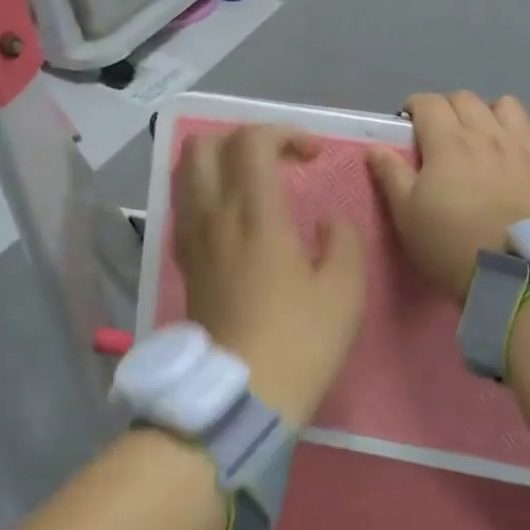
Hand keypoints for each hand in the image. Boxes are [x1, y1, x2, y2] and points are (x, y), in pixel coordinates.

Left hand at [174, 125, 365, 425]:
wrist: (240, 396)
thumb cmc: (299, 342)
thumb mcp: (345, 291)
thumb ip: (343, 240)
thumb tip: (328, 220)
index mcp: (255, 216)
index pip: (252, 143)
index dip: (285, 133)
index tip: (314, 156)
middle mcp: (214, 218)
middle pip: (205, 146)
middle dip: (244, 139)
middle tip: (279, 160)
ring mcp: (192, 241)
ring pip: (186, 174)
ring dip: (220, 162)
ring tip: (254, 182)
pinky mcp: (185, 264)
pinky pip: (185, 207)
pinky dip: (206, 192)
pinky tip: (234, 217)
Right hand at [368, 92, 529, 302]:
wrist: (514, 273)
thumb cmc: (451, 246)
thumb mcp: (407, 216)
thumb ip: (391, 176)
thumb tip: (376, 147)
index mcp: (447, 142)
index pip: (428, 103)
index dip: (415, 108)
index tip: (409, 125)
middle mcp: (487, 133)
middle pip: (465, 99)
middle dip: (449, 109)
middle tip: (443, 136)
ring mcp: (525, 145)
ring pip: (509, 105)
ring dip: (493, 114)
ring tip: (487, 137)